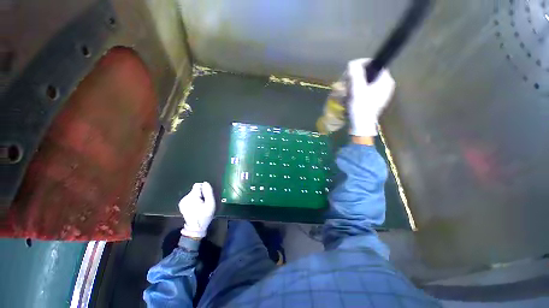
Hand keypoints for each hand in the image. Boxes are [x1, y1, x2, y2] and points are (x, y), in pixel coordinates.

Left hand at [178, 182, 215, 238]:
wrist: (195, 228)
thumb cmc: (204, 216)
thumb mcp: (210, 204)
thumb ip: (209, 192)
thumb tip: (206, 183)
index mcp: (191, 197)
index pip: (198, 185)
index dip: (204, 190)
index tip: (206, 197)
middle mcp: (185, 198)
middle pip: (195, 189)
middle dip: (201, 194)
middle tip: (204, 203)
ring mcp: (182, 201)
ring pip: (193, 193)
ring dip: (198, 197)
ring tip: (200, 206)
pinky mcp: (182, 204)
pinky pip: (190, 197)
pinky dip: (194, 200)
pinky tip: (196, 207)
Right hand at [347, 58, 395, 136]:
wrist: (361, 125)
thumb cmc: (361, 106)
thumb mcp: (357, 89)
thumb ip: (355, 73)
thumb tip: (352, 63)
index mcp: (386, 80)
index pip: (375, 64)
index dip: (362, 64)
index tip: (351, 70)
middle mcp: (386, 85)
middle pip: (371, 73)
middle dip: (358, 76)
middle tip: (348, 81)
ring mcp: (382, 94)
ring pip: (368, 82)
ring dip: (357, 84)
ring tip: (348, 89)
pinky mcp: (376, 101)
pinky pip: (367, 90)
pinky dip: (359, 91)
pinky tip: (352, 96)